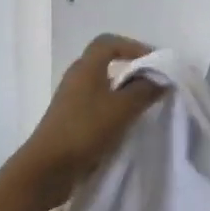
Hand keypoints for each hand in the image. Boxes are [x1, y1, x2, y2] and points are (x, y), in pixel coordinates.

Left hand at [13, 34, 164, 206]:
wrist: (48, 168)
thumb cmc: (85, 130)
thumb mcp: (121, 109)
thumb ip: (144, 90)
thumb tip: (161, 79)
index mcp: (86, 68)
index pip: (108, 42)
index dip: (133, 46)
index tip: (155, 62)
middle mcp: (76, 78)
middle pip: (105, 64)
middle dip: (131, 71)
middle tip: (153, 85)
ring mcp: (71, 101)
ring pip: (102, 87)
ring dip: (123, 93)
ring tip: (144, 107)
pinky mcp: (70, 121)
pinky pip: (96, 107)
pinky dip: (113, 110)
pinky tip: (125, 126)